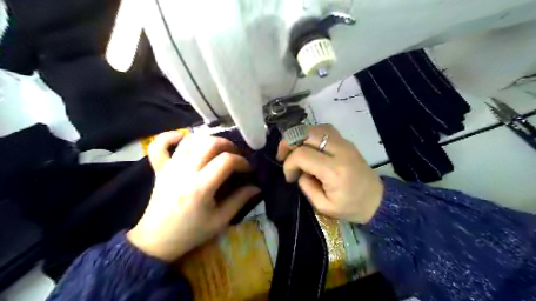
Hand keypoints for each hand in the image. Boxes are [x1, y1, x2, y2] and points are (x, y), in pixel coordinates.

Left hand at [125, 132, 259, 260]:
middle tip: (236, 156)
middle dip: (228, 145)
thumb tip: (257, 187)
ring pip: (191, 139)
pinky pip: (160, 145)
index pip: (226, 160)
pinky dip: (171, 137)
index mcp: (201, 187)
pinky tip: (183, 138)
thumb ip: (240, 200)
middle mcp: (185, 171)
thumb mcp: (220, 220)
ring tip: (218, 149)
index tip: (248, 170)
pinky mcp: (159, 168)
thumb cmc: (191, 232)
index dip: (242, 161)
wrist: (156, 241)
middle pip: (210, 143)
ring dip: (208, 139)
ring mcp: (170, 167)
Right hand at [276, 123, 384, 224]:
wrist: (377, 200)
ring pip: (316, 128)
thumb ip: (307, 187)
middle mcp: (340, 151)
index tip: (290, 176)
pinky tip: (309, 146)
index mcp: (334, 170)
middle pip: (307, 134)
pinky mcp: (347, 142)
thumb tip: (299, 172)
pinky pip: (325, 130)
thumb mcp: (324, 206)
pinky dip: (312, 134)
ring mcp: (345, 144)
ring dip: (300, 136)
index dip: (289, 163)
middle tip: (284, 156)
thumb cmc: (351, 207)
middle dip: (290, 143)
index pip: (302, 154)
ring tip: (294, 149)